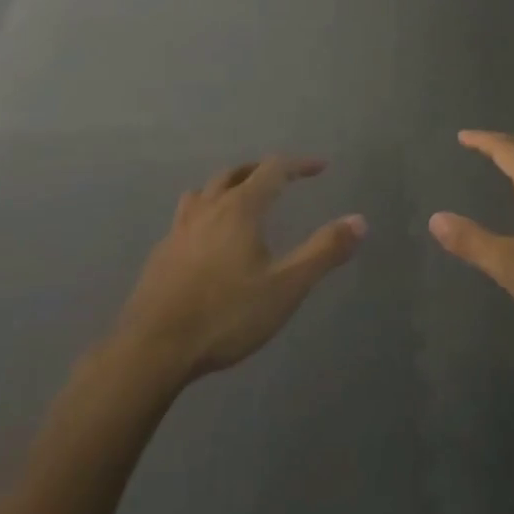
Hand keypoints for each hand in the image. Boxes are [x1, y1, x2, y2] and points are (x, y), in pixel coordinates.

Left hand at [114, 157, 365, 384]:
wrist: (153, 349)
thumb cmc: (226, 315)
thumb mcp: (285, 288)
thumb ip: (323, 252)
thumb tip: (360, 220)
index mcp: (240, 208)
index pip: (273, 169)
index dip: (299, 165)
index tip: (320, 167)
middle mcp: (208, 208)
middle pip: (236, 173)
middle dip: (262, 170)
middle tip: (282, 179)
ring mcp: (180, 229)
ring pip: (205, 191)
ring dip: (228, 186)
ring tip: (240, 198)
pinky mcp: (162, 253)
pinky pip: (187, 216)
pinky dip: (204, 212)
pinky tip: (206, 239)